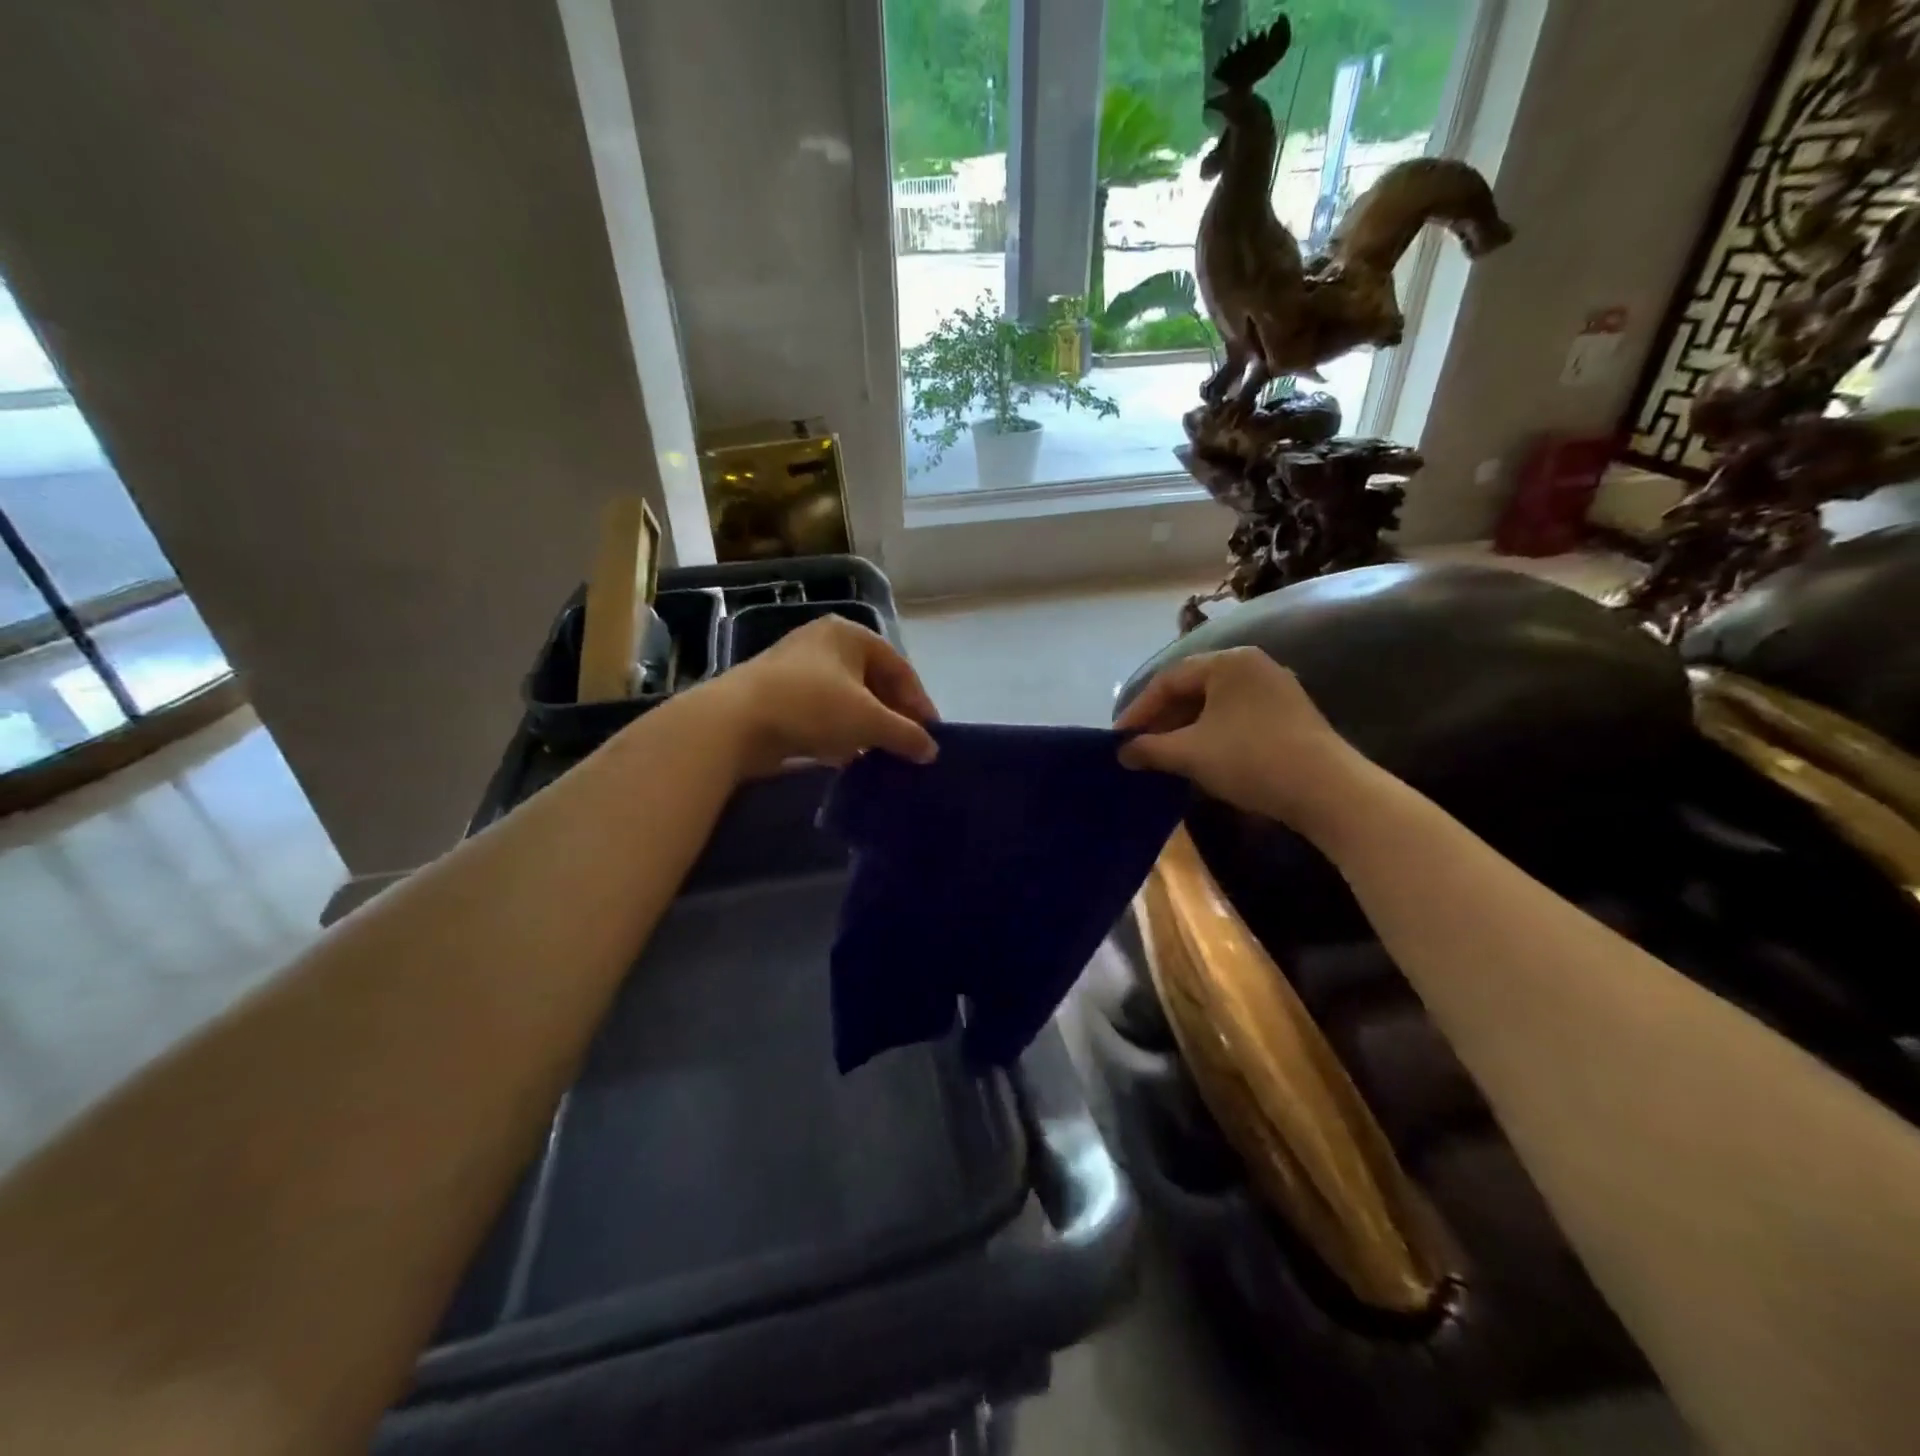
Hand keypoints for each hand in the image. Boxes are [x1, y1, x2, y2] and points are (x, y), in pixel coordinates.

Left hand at [707, 615, 939, 776]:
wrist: (734, 722)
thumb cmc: (812, 706)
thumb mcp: (868, 720)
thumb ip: (906, 734)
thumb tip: (931, 751)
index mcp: (849, 634)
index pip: (899, 667)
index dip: (919, 702)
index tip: (931, 734)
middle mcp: (824, 643)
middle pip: (873, 681)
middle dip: (893, 715)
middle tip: (908, 745)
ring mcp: (797, 669)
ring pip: (847, 699)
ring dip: (867, 726)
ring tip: (883, 755)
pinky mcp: (779, 696)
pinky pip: (823, 712)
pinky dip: (840, 732)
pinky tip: (849, 757)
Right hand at [1115, 648, 1360, 831]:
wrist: (1327, 791)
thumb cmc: (1250, 758)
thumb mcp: (1190, 753)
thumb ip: (1149, 748)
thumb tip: (1122, 752)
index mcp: (1228, 662)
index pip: (1168, 680)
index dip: (1138, 711)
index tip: (1118, 739)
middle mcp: (1252, 666)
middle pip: (1192, 690)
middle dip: (1161, 721)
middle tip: (1138, 749)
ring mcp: (1275, 690)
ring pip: (1214, 707)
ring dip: (1184, 732)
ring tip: (1163, 758)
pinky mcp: (1288, 717)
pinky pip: (1235, 719)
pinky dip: (1210, 737)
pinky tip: (1198, 762)